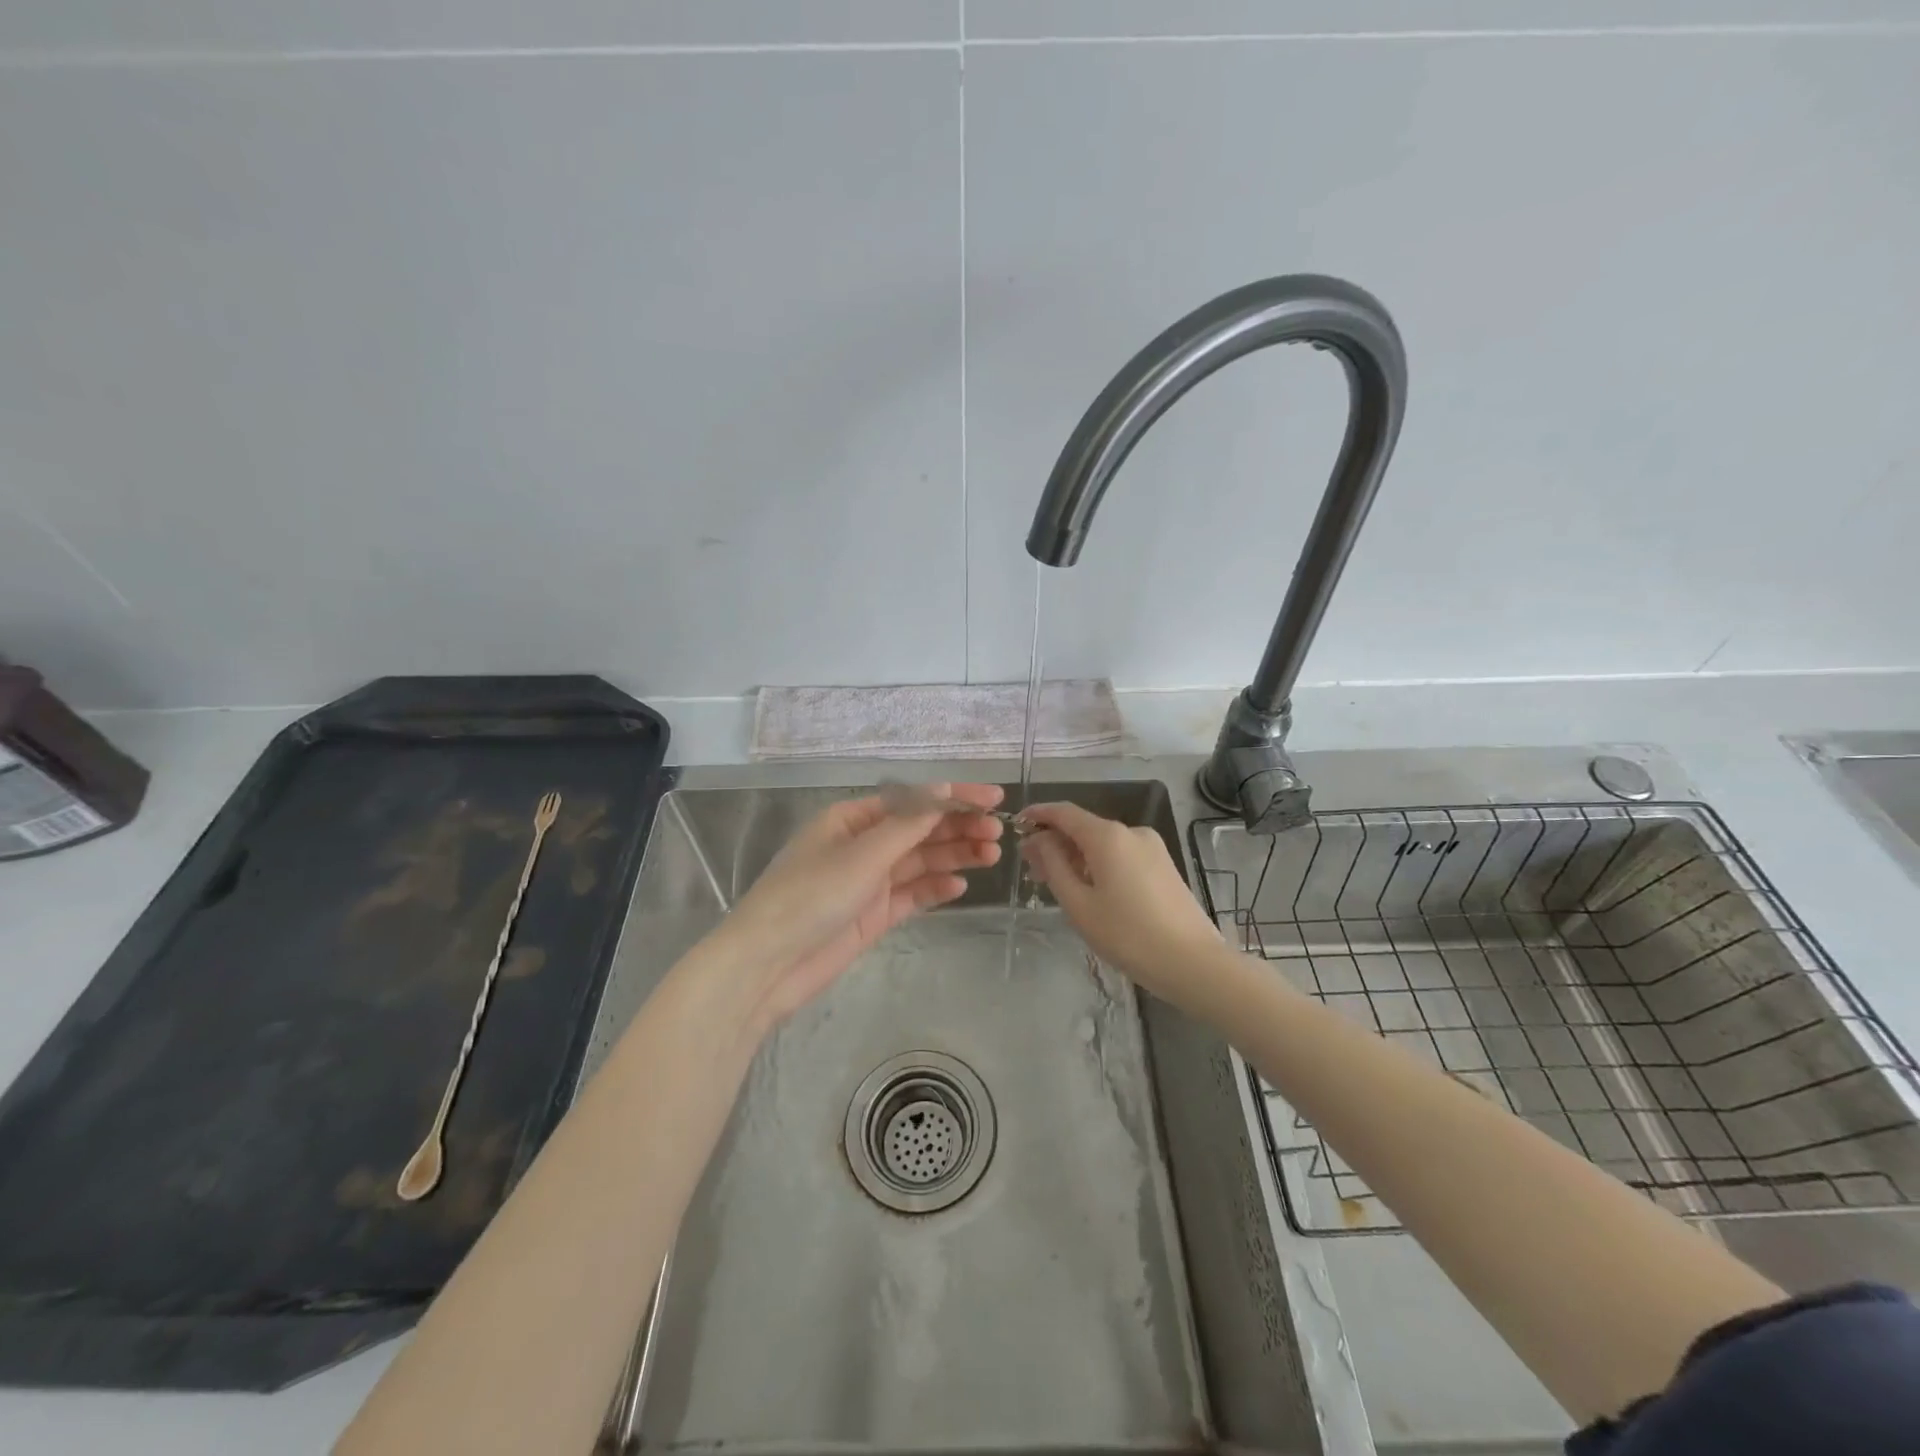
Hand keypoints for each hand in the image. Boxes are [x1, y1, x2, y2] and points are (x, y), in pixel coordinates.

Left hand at [717, 783, 1004, 1026]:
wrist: (769, 964)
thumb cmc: (811, 895)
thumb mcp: (862, 854)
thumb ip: (907, 825)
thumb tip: (942, 791)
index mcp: (852, 819)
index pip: (911, 800)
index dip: (953, 797)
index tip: (993, 798)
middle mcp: (861, 845)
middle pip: (918, 830)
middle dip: (957, 828)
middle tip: (997, 833)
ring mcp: (867, 881)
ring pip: (919, 862)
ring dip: (953, 856)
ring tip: (991, 855)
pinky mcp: (872, 915)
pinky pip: (911, 895)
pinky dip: (935, 888)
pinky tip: (960, 886)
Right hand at [1019, 801, 1222, 1006]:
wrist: (1193, 963)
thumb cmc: (1128, 935)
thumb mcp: (1079, 904)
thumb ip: (1054, 865)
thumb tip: (1039, 839)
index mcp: (1108, 836)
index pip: (1064, 812)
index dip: (1038, 814)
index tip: (1016, 824)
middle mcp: (1131, 831)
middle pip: (1083, 827)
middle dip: (1054, 841)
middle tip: (1030, 866)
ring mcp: (1151, 847)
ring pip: (1102, 843)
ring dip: (1076, 855)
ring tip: (1055, 882)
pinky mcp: (1163, 865)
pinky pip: (1121, 855)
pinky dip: (1098, 863)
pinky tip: (1088, 888)